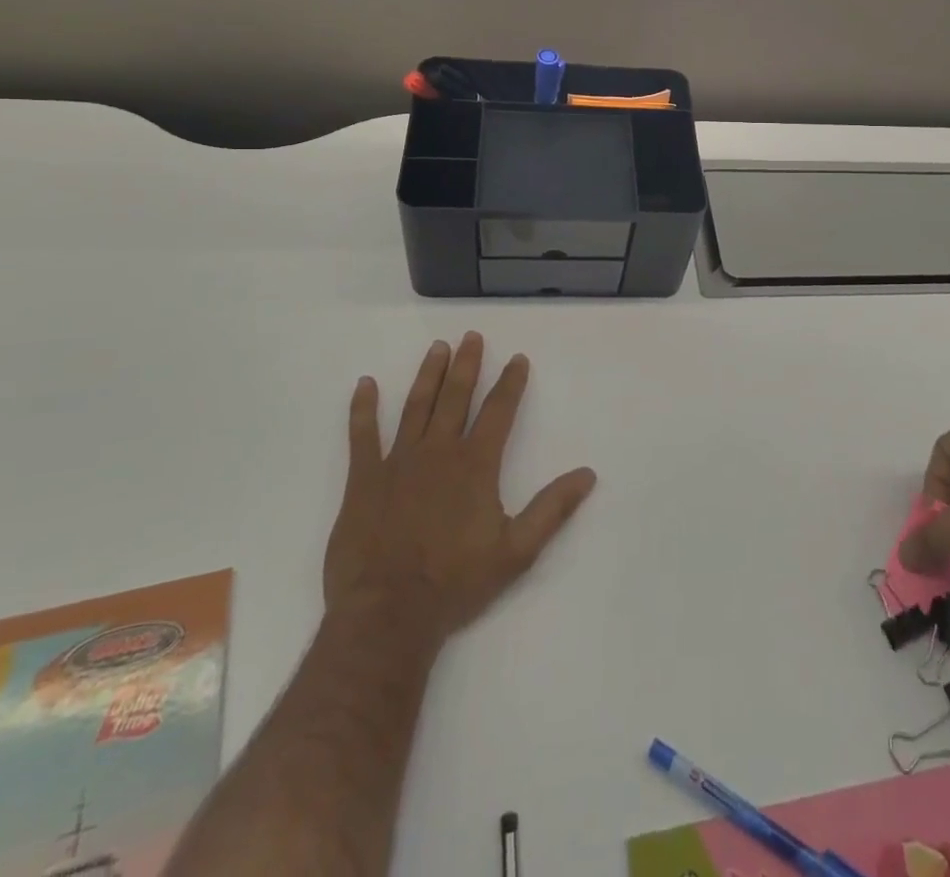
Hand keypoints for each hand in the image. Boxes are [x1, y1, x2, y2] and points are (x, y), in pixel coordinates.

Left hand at [325, 332, 596, 641]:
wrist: (388, 613)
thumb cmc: (456, 582)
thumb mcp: (517, 551)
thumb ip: (552, 509)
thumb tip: (588, 474)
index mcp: (475, 464)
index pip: (498, 411)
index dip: (510, 383)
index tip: (517, 359)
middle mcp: (438, 451)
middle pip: (456, 397)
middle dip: (467, 365)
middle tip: (472, 336)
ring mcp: (398, 462)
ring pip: (416, 406)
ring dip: (428, 375)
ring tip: (437, 348)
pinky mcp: (364, 480)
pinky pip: (362, 435)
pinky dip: (363, 408)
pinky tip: (365, 384)